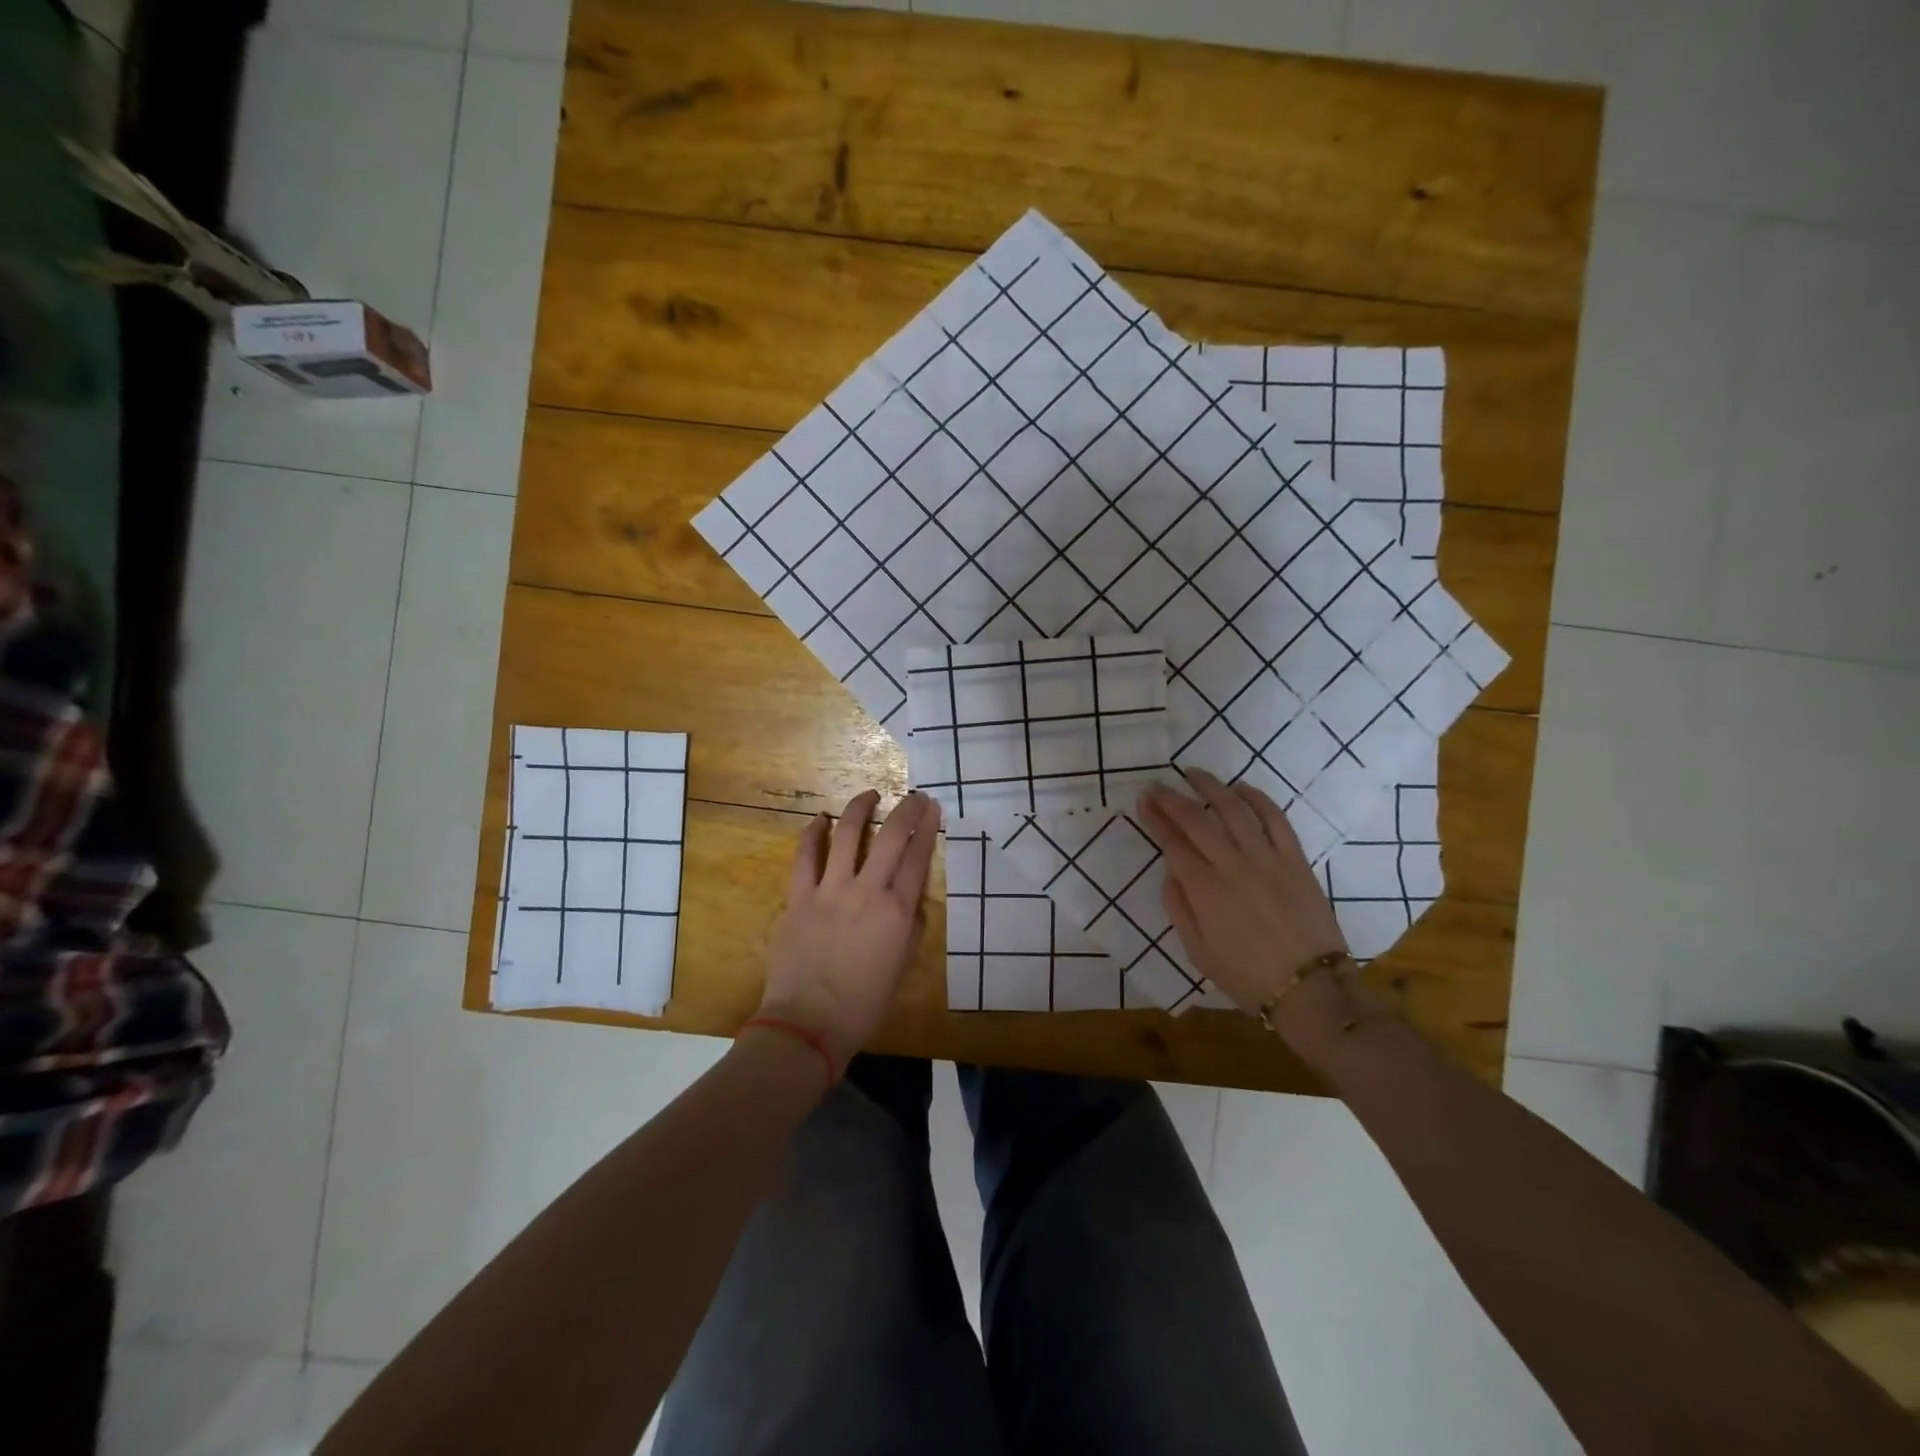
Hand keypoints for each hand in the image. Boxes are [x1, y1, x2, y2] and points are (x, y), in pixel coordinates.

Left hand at [757, 789, 940, 1071]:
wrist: (809, 1023)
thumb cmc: (863, 1004)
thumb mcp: (903, 967)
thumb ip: (911, 927)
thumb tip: (910, 899)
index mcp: (897, 912)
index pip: (917, 858)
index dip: (927, 828)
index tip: (932, 808)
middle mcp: (867, 892)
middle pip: (890, 837)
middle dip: (906, 810)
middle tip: (913, 796)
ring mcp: (830, 891)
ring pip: (847, 835)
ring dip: (860, 809)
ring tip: (869, 795)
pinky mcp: (799, 898)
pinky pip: (805, 857)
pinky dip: (812, 834)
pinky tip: (819, 819)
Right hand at [1138, 771, 1354, 1042]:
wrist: (1310, 989)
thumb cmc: (1247, 976)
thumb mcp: (1198, 951)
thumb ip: (1179, 908)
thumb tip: (1171, 872)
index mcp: (1204, 890)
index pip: (1172, 843)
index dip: (1155, 818)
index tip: (1143, 800)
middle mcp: (1232, 865)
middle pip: (1197, 820)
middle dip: (1172, 799)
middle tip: (1157, 785)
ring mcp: (1267, 858)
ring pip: (1234, 810)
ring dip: (1211, 787)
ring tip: (1193, 773)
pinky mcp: (1295, 859)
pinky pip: (1275, 819)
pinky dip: (1256, 798)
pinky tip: (1240, 789)